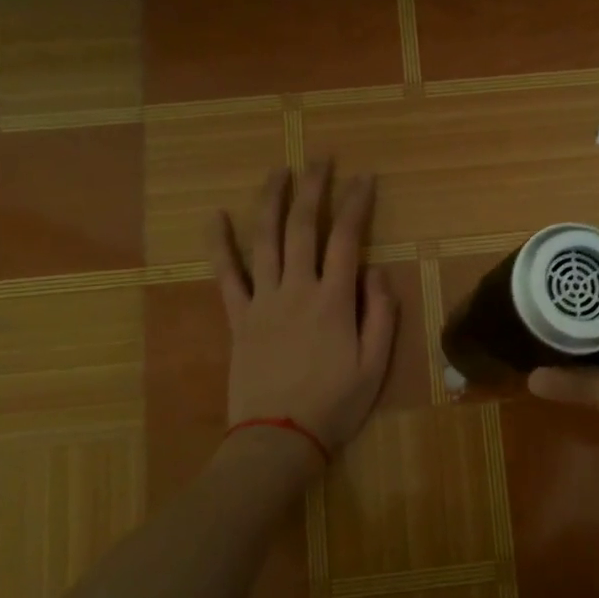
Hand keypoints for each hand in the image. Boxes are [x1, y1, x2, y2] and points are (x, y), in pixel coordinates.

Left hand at [207, 162, 396, 459]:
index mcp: (334, 300)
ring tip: (279, 171)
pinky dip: (220, 243)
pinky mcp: (237, 317)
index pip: (347, 238)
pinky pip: (226, 274)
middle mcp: (297, 289)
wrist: (278, 438)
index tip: (365, 177)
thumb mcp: (375, 366)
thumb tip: (375, 272)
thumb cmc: (334, 405)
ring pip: (265, 239)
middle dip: (314, 188)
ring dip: (272, 201)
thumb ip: (381, 315)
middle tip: (320, 159)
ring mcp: (262, 300)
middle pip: (303, 227)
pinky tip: (217, 216)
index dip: (357, 203)